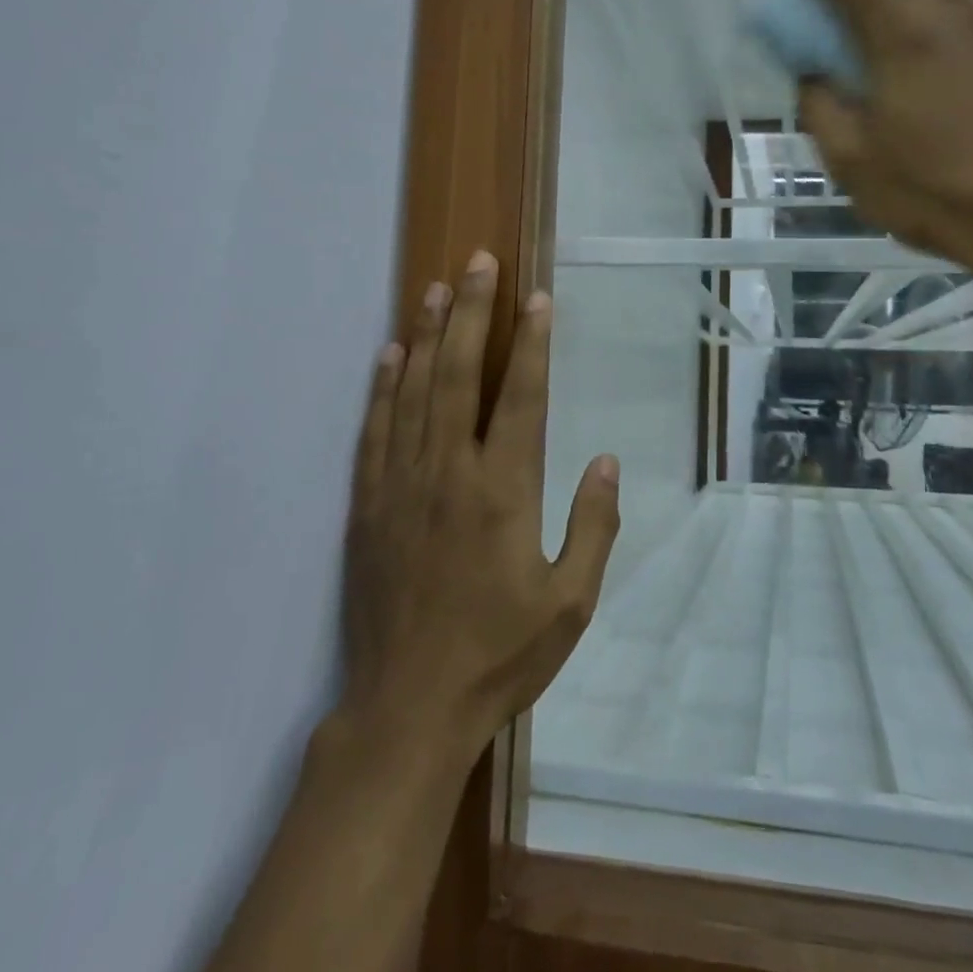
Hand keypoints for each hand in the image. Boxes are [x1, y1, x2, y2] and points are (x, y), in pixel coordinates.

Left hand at [340, 250, 619, 762]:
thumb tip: (604, 462)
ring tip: (437, 288)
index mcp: (503, 492)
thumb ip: (593, 527)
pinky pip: (374, 432)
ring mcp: (401, 486)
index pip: (521, 397)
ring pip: (414, 392)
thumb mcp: (570, 604)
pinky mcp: (368, 506)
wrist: (408, 709)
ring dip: (428, 335)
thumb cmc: (498, 656)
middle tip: (479, 262)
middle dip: (473, 313)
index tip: (537, 298)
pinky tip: (389, 354)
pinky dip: (381, 388)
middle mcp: (449, 474)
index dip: (531, 343)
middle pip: (460, 375)